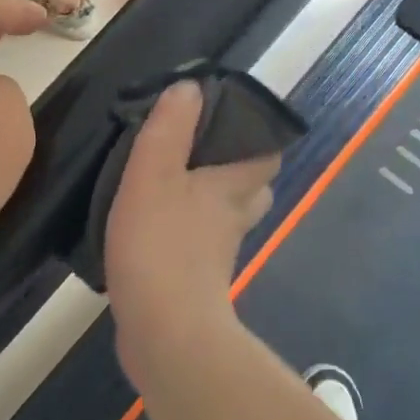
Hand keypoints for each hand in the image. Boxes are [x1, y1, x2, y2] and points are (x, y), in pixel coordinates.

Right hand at [104, 82, 277, 364]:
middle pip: (253, 188)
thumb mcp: (153, 174)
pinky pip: (202, 244)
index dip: (260, 134)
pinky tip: (158, 226)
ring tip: (176, 183)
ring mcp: (218, 252)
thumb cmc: (159, 245)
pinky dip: (189, 231)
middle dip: (237, 167)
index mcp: (231, 188)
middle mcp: (234, 218)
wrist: (164, 332)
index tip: (231, 118)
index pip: (267, 154)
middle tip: (200, 150)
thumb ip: (168, 129)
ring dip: (212, 199)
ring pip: (228, 216)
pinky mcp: (197, 280)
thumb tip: (190, 87)